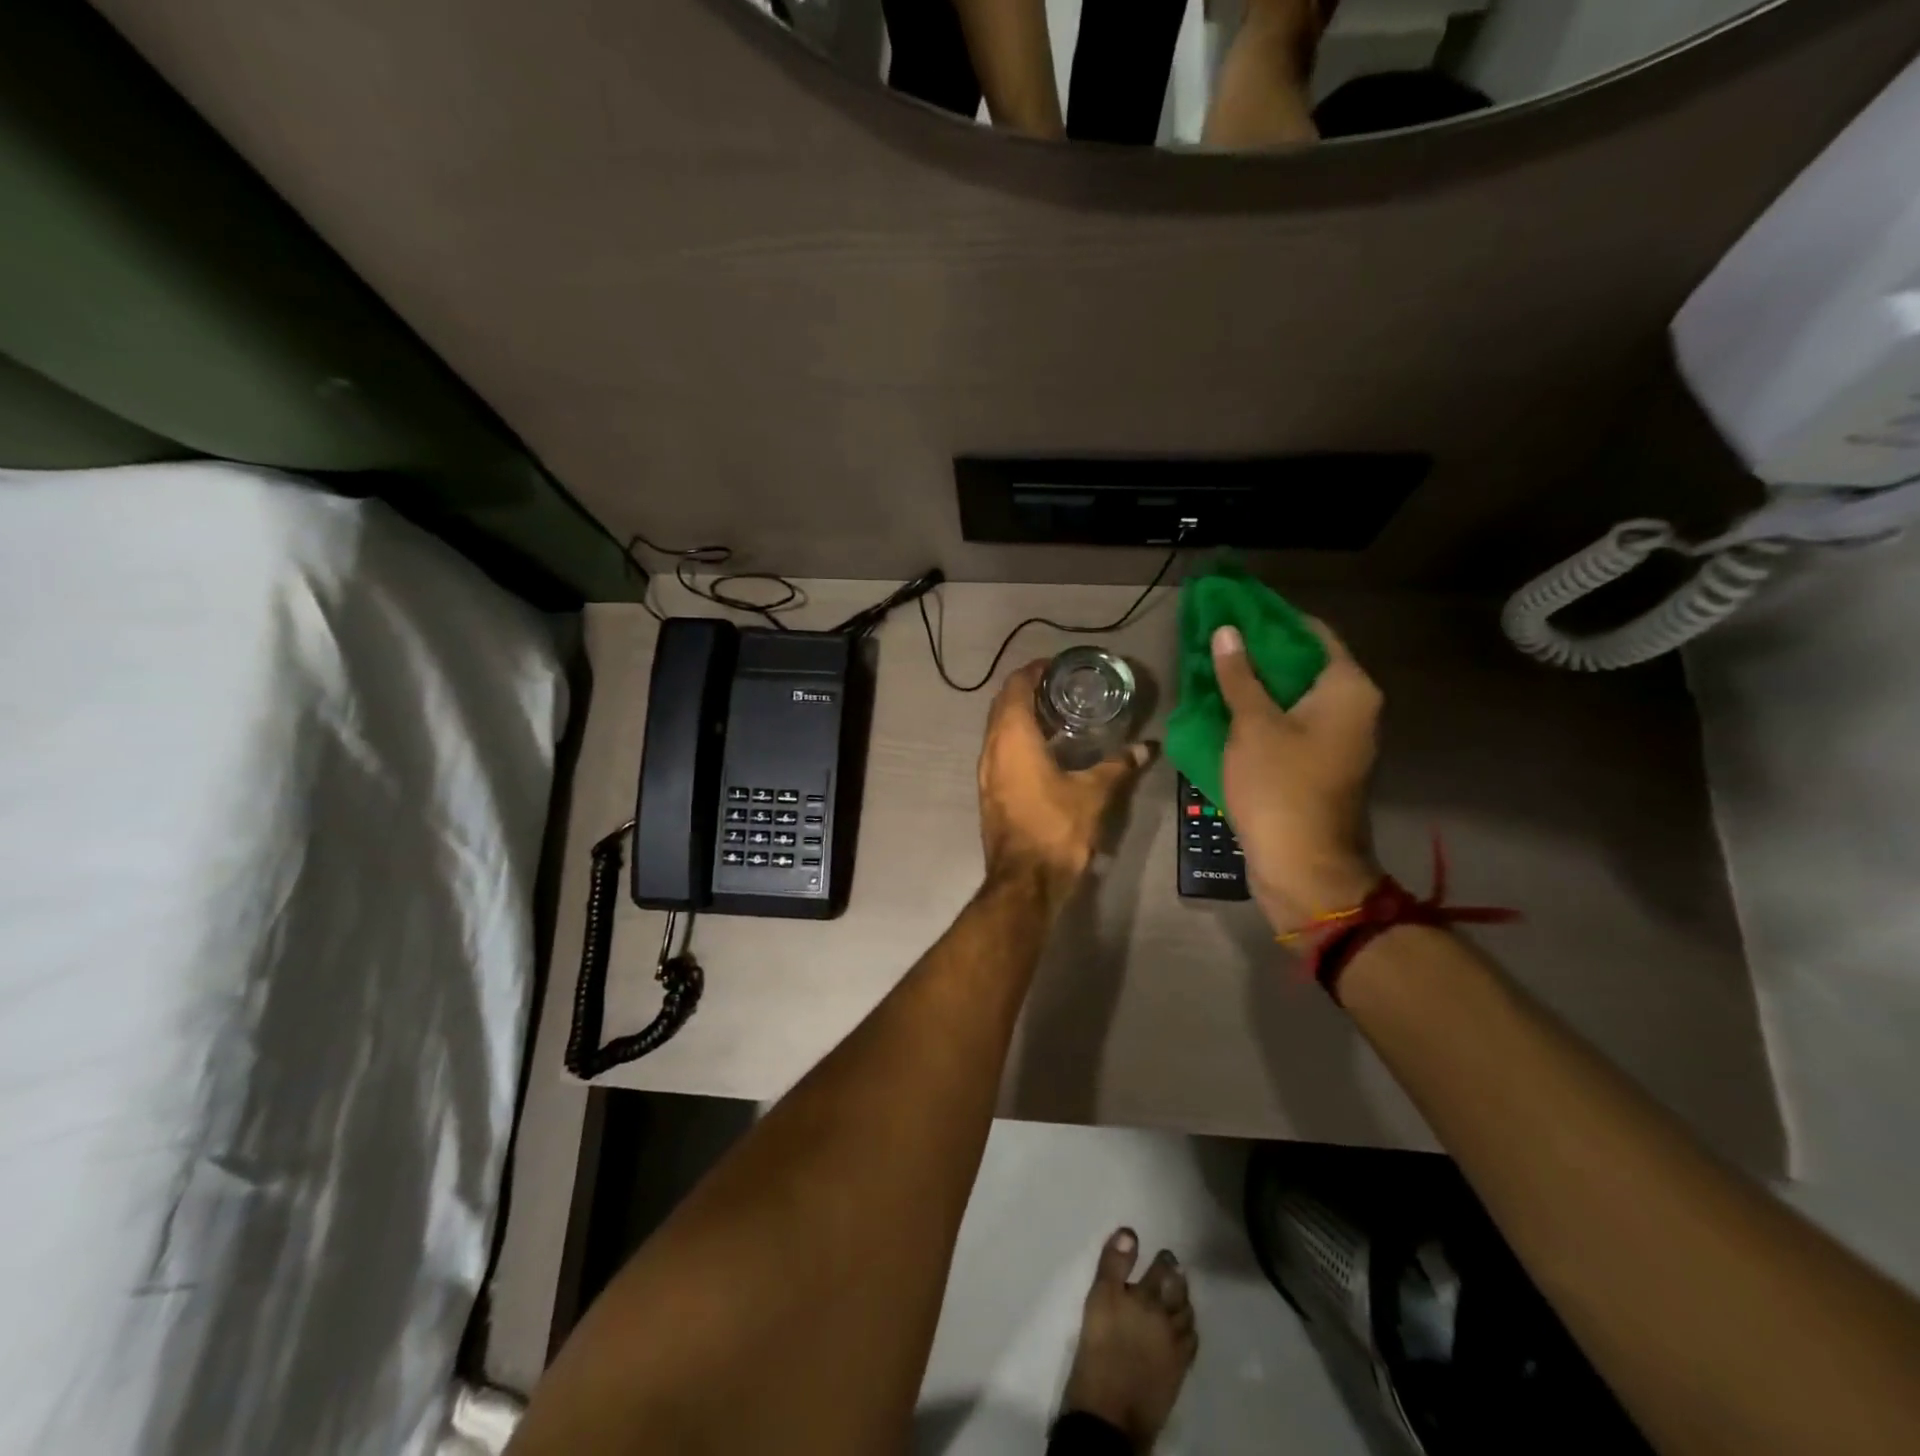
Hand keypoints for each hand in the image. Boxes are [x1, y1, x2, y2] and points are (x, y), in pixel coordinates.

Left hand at [978, 661, 1150, 897]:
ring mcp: (986, 772)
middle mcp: (991, 748)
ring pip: (997, 729)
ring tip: (1057, 714)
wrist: (1025, 881)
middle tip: (1061, 687)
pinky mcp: (989, 791)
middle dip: (1027, 690)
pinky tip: (1045, 750)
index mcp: (1012, 738)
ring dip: (1020, 716)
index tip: (1057, 666)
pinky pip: (998, 750)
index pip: (1015, 687)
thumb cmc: (1057, 828)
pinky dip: (1016, 739)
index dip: (1033, 671)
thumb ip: (1119, 766)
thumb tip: (1147, 748)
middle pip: (1002, 705)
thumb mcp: (1094, 793)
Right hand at [1212, 621, 1381, 932]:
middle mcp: (1352, 707)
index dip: (1271, 618)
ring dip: (1256, 682)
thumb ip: (1240, 675)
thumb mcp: (1253, 725)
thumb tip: (1226, 632)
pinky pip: (1289, 722)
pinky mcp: (1318, 763)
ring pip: (1293, 695)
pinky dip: (1261, 711)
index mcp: (1348, 688)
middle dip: (1258, 651)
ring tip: (1213, 667)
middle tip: (1215, 637)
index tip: (1233, 608)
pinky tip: (1225, 706)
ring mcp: (1337, 738)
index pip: (1312, 632)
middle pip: (1303, 663)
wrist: (1302, 864)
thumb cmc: (1280, 787)